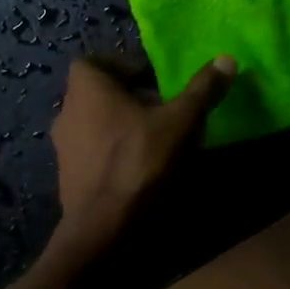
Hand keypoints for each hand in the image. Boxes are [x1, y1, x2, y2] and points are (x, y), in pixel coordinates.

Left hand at [49, 55, 235, 260]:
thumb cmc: (139, 161)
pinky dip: (113, 155)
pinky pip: (92, 154)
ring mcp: (63, 148)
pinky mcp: (67, 178)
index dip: (124, 67)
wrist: (104, 229)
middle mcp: (66, 111)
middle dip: (128, 99)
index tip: (154, 81)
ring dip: (121, 127)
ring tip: (155, 141)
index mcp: (86, 88)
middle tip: (162, 110)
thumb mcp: (181, 121)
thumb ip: (202, 89)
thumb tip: (226, 58)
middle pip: (98, 94)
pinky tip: (139, 170)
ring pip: (95, 125)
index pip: (96, 62)